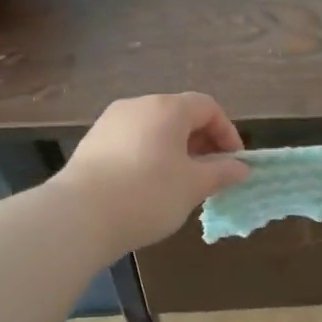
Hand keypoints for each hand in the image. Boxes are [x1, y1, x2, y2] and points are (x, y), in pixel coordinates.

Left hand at [58, 93, 249, 254]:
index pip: (208, 107)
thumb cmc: (148, 194)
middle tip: (210, 174)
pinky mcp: (92, 143)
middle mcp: (138, 105)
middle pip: (179, 115)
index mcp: (167, 108)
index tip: (233, 163)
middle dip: (201, 142)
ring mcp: (110, 122)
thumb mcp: (194, 186)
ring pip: (154, 129)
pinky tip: (148, 187)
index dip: (227, 132)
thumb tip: (242, 168)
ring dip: (175, 150)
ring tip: (180, 183)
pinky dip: (149, 156)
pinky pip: (132, 142)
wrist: (79, 216)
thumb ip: (222, 173)